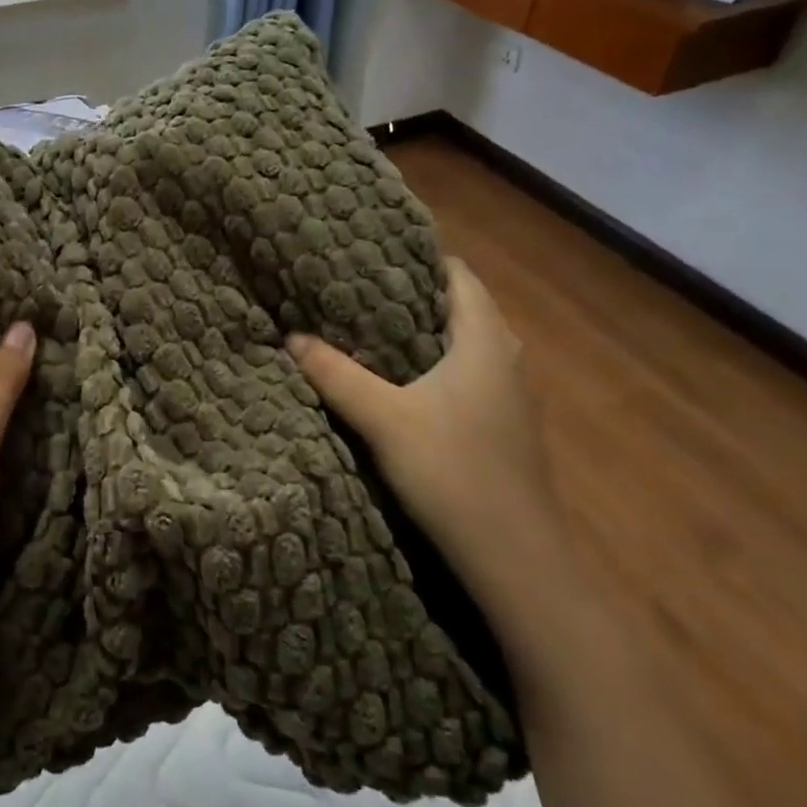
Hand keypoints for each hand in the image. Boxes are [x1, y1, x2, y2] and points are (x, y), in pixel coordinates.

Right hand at [287, 259, 564, 634]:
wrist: (514, 556)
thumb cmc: (452, 471)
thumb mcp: (384, 419)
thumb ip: (337, 375)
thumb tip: (292, 338)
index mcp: (485, 343)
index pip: (461, 277)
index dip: (423, 258)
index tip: (377, 250)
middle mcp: (506, 360)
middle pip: (466, 308)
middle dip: (419, 293)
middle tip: (365, 286)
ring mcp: (511, 397)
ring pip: (470, 344)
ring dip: (430, 332)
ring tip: (377, 326)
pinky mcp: (505, 427)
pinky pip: (471, 374)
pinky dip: (440, 364)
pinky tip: (405, 381)